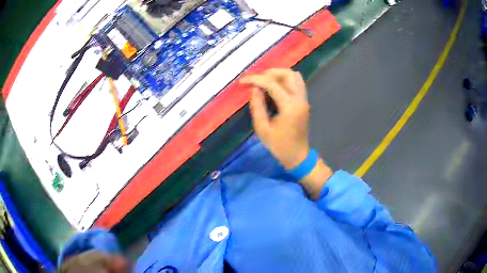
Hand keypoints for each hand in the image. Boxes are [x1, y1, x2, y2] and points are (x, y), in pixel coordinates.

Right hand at [241, 69, 309, 169]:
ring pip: (295, 76)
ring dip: (279, 74)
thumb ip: (257, 106)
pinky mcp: (304, 101)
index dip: (256, 79)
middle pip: (288, 74)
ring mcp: (304, 99)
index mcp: (289, 107)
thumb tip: (254, 88)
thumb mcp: (262, 129)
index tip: (243, 81)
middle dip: (269, 73)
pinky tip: (275, 87)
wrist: (297, 155)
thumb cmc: (279, 146)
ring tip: (265, 81)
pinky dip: (285, 79)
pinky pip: (297, 82)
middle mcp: (299, 99)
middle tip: (256, 80)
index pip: (272, 84)